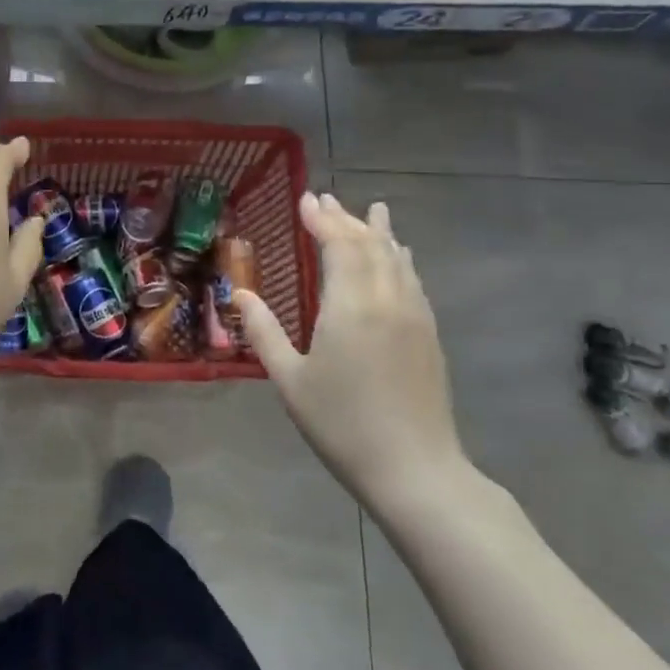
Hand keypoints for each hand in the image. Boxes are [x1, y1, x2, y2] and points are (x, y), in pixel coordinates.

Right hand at [237, 193, 469, 518]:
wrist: (415, 470)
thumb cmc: (342, 424)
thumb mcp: (290, 379)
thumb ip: (264, 331)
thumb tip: (240, 294)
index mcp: (351, 305)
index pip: (339, 245)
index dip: (321, 219)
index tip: (306, 199)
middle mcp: (387, 299)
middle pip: (370, 244)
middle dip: (346, 218)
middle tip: (326, 199)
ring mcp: (414, 316)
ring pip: (397, 259)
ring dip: (379, 232)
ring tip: (371, 211)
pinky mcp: (429, 335)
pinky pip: (412, 280)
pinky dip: (400, 258)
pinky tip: (399, 257)